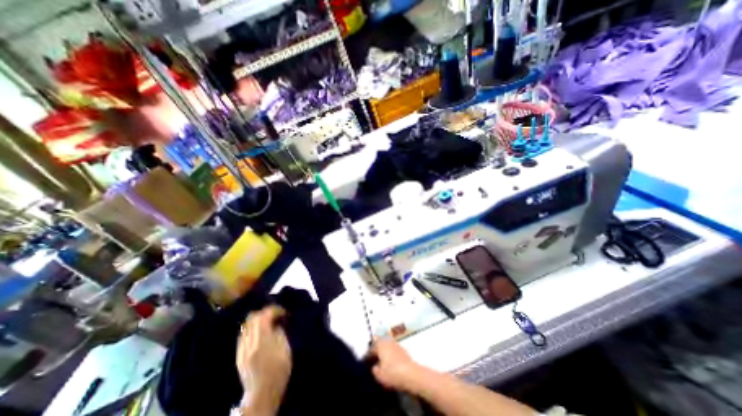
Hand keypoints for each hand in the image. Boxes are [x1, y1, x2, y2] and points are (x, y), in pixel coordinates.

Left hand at [236, 305, 290, 412]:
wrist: (262, 393)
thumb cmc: (278, 371)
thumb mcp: (285, 350)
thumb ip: (280, 334)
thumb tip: (276, 324)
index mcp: (261, 343)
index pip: (263, 317)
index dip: (273, 310)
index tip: (282, 312)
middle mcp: (248, 344)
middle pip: (252, 319)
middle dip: (265, 312)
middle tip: (276, 314)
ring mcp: (241, 350)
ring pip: (246, 325)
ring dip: (257, 319)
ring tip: (268, 321)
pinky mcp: (239, 355)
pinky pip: (243, 334)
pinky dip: (252, 328)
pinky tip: (260, 332)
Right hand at [366, 338, 418, 393]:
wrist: (411, 374)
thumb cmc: (392, 373)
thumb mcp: (379, 375)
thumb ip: (374, 369)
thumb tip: (374, 366)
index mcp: (380, 344)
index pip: (371, 349)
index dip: (368, 356)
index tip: (365, 362)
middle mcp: (387, 341)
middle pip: (379, 344)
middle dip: (376, 351)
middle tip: (373, 359)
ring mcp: (396, 344)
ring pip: (387, 346)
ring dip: (383, 352)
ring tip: (381, 361)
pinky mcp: (403, 349)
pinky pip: (393, 350)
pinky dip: (390, 355)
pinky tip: (390, 363)